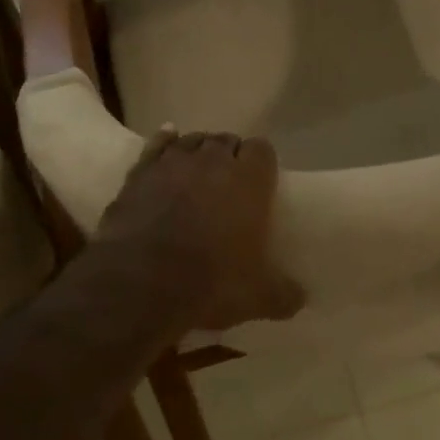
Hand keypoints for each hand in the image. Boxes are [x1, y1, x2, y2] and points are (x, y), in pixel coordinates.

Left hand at [96, 129, 305, 329]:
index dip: (262, 163)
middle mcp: (212, 161)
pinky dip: (164, 142)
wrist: (139, 282)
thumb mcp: (258, 298)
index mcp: (249, 181)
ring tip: (199, 170)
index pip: (262, 150)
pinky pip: (156, 146)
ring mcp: (173, 163)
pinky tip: (168, 140)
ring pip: (191, 140)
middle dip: (230, 156)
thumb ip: (283, 295)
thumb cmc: (210, 282)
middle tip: (230, 182)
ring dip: (198, 151)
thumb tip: (300, 299)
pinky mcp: (139, 173)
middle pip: (226, 141)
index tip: (261, 180)